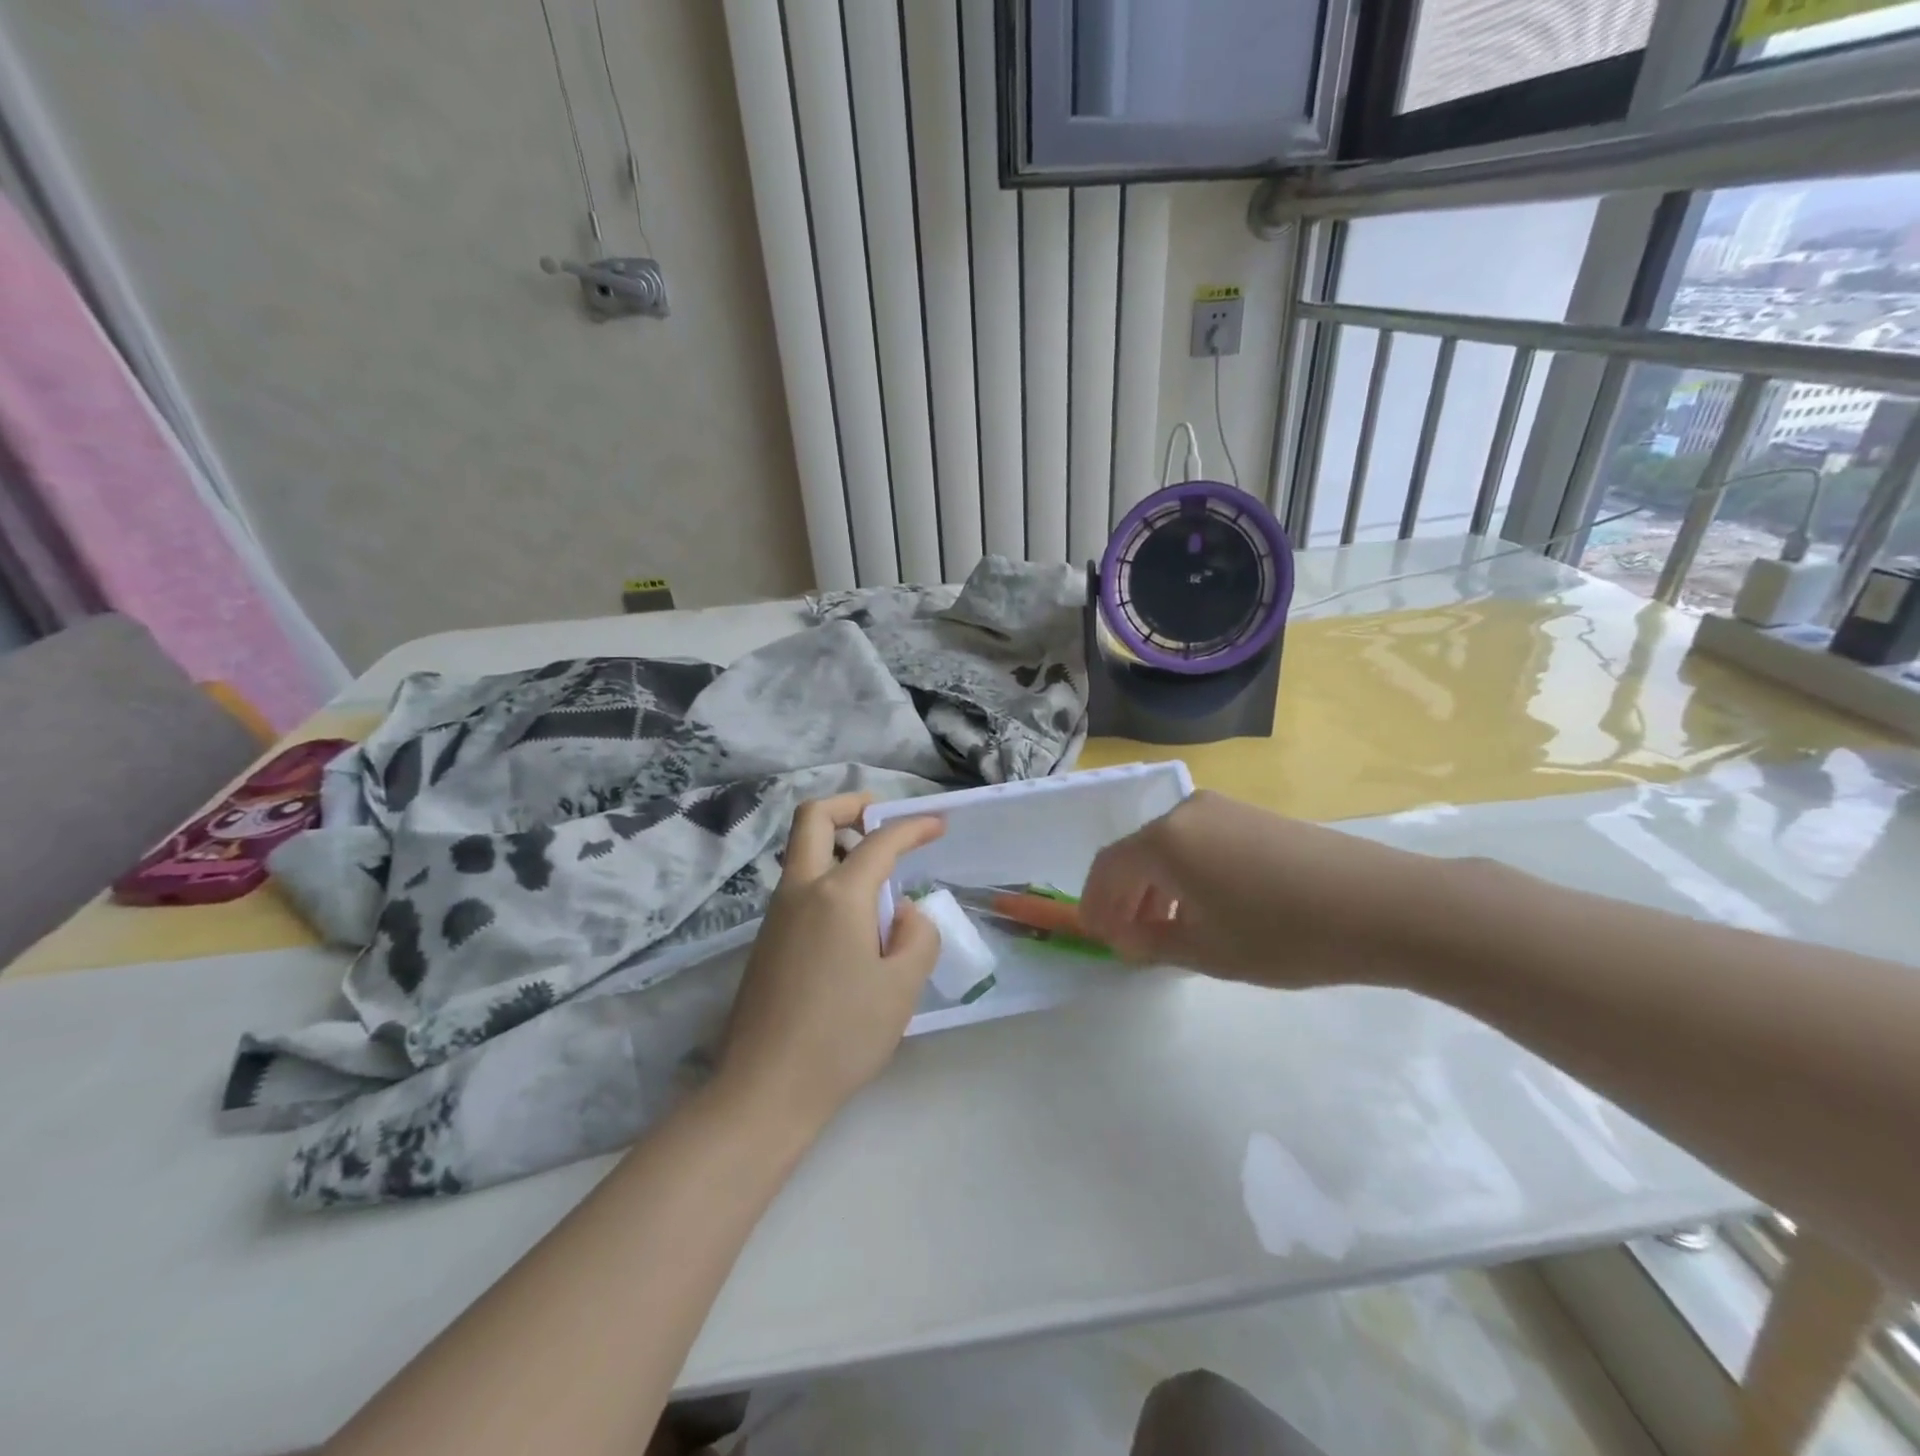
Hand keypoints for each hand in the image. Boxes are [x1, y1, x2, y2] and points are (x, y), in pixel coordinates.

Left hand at [715, 793, 945, 1134]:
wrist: (766, 1089)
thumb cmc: (843, 1036)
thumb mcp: (903, 986)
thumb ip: (918, 936)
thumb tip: (904, 913)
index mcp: (838, 895)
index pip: (880, 841)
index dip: (913, 826)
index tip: (938, 823)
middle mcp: (801, 891)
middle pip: (814, 818)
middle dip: (851, 804)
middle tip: (883, 817)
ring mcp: (776, 915)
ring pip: (803, 852)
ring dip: (838, 843)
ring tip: (880, 878)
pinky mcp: (767, 941)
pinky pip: (800, 887)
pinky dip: (828, 877)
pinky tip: (855, 922)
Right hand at [1079, 790, 1437, 989]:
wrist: (1383, 904)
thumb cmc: (1285, 934)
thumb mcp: (1209, 951)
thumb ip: (1153, 942)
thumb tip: (1126, 937)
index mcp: (1165, 840)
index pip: (1109, 867)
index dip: (1096, 902)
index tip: (1095, 935)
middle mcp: (1186, 812)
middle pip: (1136, 852)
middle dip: (1124, 895)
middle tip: (1126, 938)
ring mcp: (1223, 809)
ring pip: (1168, 846)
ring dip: (1155, 885)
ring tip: (1164, 927)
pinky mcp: (1253, 815)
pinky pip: (1198, 841)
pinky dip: (1185, 872)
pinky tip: (1204, 905)